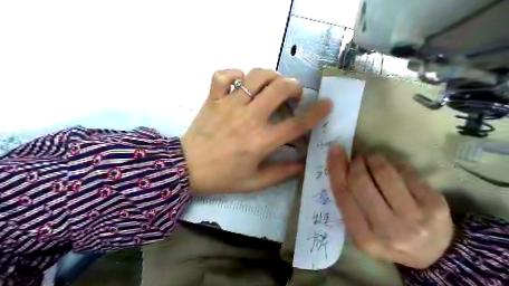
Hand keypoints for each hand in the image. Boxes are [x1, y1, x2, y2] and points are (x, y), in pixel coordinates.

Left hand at [181, 68, 332, 193]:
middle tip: (293, 94)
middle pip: (280, 89)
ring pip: (255, 76)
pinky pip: (223, 75)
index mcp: (261, 141)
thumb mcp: (254, 182)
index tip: (327, 104)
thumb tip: (302, 165)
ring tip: (271, 85)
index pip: (297, 124)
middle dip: (294, 87)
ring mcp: (229, 105)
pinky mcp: (213, 99)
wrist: (187, 168)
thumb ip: (281, 174)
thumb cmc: (223, 177)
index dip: (316, 112)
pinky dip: (234, 73)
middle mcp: (249, 118)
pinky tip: (240, 82)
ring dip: (270, 76)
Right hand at [329, 147, 454, 268]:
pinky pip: (405, 171)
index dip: (336, 169)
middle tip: (358, 158)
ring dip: (373, 158)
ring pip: (384, 172)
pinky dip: (393, 162)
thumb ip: (348, 204)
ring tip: (372, 158)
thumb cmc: (387, 238)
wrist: (433, 253)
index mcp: (364, 237)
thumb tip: (340, 166)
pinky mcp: (434, 203)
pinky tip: (391, 166)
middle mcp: (388, 229)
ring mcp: (414, 217)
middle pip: (361, 182)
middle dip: (356, 163)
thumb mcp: (361, 230)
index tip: (334, 150)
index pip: (343, 195)